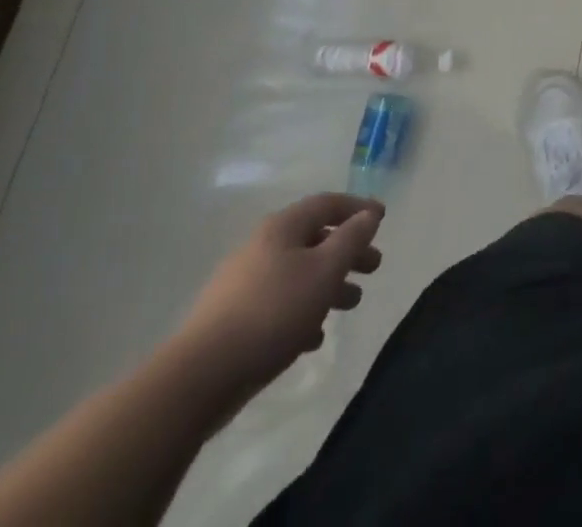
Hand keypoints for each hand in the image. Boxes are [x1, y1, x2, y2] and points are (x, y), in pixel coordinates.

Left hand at [174, 193, 383, 403]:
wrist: (199, 378)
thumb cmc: (273, 312)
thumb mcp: (324, 270)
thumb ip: (351, 239)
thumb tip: (369, 215)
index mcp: (282, 228)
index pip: (327, 203)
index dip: (357, 208)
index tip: (382, 219)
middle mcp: (261, 247)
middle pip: (314, 239)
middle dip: (347, 252)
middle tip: (373, 267)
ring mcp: (242, 284)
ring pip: (297, 274)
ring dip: (328, 284)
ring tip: (350, 304)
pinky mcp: (231, 321)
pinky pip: (278, 305)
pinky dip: (302, 312)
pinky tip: (313, 338)